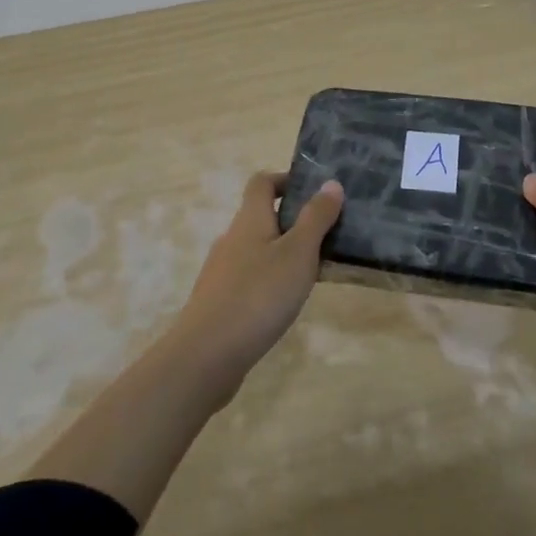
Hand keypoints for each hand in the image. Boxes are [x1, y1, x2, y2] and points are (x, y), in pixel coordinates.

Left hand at [165, 170, 343, 398]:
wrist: (205, 356)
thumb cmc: (258, 295)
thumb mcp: (298, 253)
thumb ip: (316, 218)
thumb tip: (330, 182)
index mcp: (250, 219)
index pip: (262, 182)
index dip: (285, 180)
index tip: (314, 192)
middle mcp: (232, 239)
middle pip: (261, 217)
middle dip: (292, 222)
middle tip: (326, 237)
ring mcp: (221, 272)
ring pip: (256, 250)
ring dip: (283, 254)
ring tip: (312, 273)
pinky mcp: (219, 302)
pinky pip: (249, 278)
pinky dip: (269, 281)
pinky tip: (285, 304)